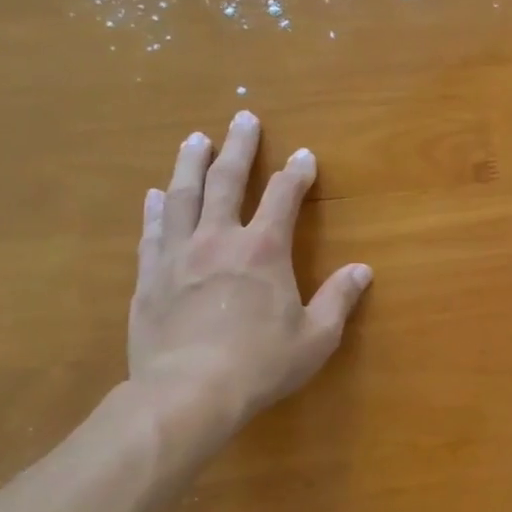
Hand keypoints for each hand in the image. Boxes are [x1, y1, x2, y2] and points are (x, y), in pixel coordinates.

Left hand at [128, 111, 370, 443]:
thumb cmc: (260, 364)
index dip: (296, 173)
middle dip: (238, 146)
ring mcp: (178, 255)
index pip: (283, 197)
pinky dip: (156, 209)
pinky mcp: (149, 276)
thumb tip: (362, 270)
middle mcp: (219, 239)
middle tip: (242, 118)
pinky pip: (152, 231)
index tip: (304, 156)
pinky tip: (154, 195)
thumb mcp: (316, 337)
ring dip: (191, 163)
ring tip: (195, 139)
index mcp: (264, 250)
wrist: (186, 393)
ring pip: (183, 195)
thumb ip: (339, 299)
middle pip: (226, 180)